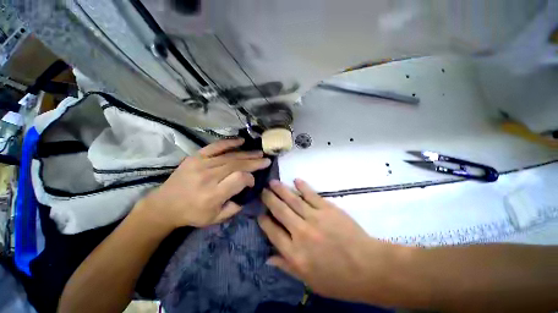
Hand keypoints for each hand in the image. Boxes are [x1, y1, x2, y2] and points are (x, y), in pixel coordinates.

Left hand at [140, 139, 270, 228]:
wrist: (165, 205)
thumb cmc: (192, 213)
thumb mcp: (215, 219)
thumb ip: (234, 207)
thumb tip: (248, 192)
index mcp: (213, 194)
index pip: (239, 179)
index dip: (250, 179)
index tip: (253, 181)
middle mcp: (208, 177)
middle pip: (237, 165)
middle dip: (254, 162)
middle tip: (266, 159)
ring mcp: (201, 164)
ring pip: (230, 156)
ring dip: (247, 154)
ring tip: (259, 152)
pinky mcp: (196, 157)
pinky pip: (215, 146)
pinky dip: (229, 143)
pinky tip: (241, 141)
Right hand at [259, 179, 408, 303]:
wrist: (368, 267)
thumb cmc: (338, 279)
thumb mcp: (309, 281)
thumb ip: (287, 267)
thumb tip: (268, 258)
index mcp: (295, 254)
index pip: (273, 233)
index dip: (264, 222)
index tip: (260, 213)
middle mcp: (301, 233)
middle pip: (280, 211)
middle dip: (269, 200)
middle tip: (263, 191)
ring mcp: (315, 218)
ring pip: (293, 200)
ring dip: (281, 190)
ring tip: (272, 182)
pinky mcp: (328, 208)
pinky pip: (311, 195)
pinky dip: (303, 187)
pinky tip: (296, 180)